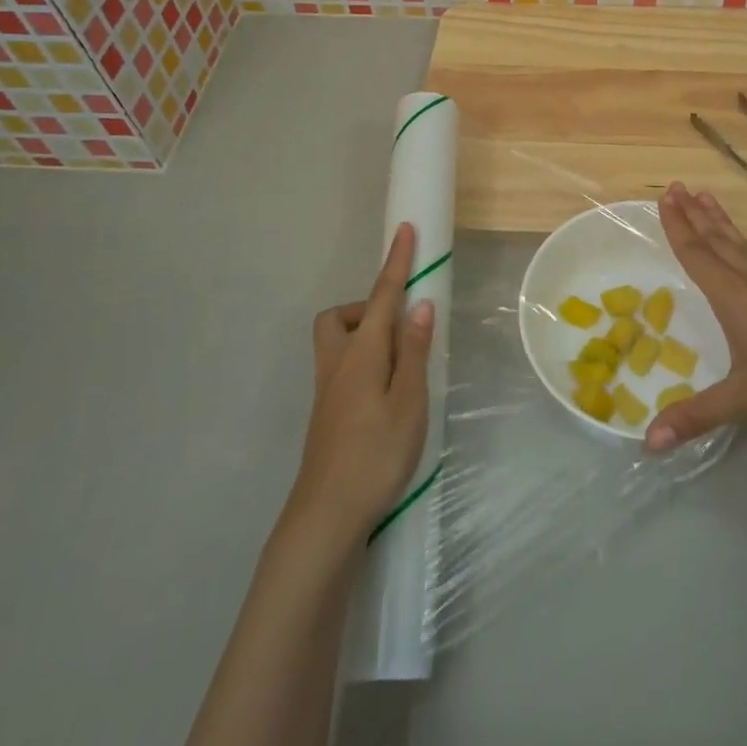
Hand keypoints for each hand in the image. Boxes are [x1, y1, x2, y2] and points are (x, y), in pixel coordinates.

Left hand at [288, 224, 434, 540]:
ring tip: (398, 364)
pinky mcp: (326, 413)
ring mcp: (327, 390)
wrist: (327, 515)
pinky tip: (385, 395)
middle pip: (342, 316)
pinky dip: (363, 363)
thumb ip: (412, 351)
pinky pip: (342, 367)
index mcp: (361, 354)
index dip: (396, 263)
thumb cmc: (375, 455)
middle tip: (401, 329)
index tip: (405, 230)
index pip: (382, 296)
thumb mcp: (408, 402)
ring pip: (337, 342)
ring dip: (364, 336)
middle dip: (369, 308)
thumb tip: (419, 304)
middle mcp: (337, 363)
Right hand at [645, 184, 746, 450]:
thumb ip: (693, 417)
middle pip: (718, 243)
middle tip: (678, 187)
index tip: (666, 197)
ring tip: (710, 197)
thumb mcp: (741, 403)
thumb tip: (648, 443)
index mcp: (733, 299)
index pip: (697, 255)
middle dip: (695, 216)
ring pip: (746, 249)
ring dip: (726, 224)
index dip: (678, 227)